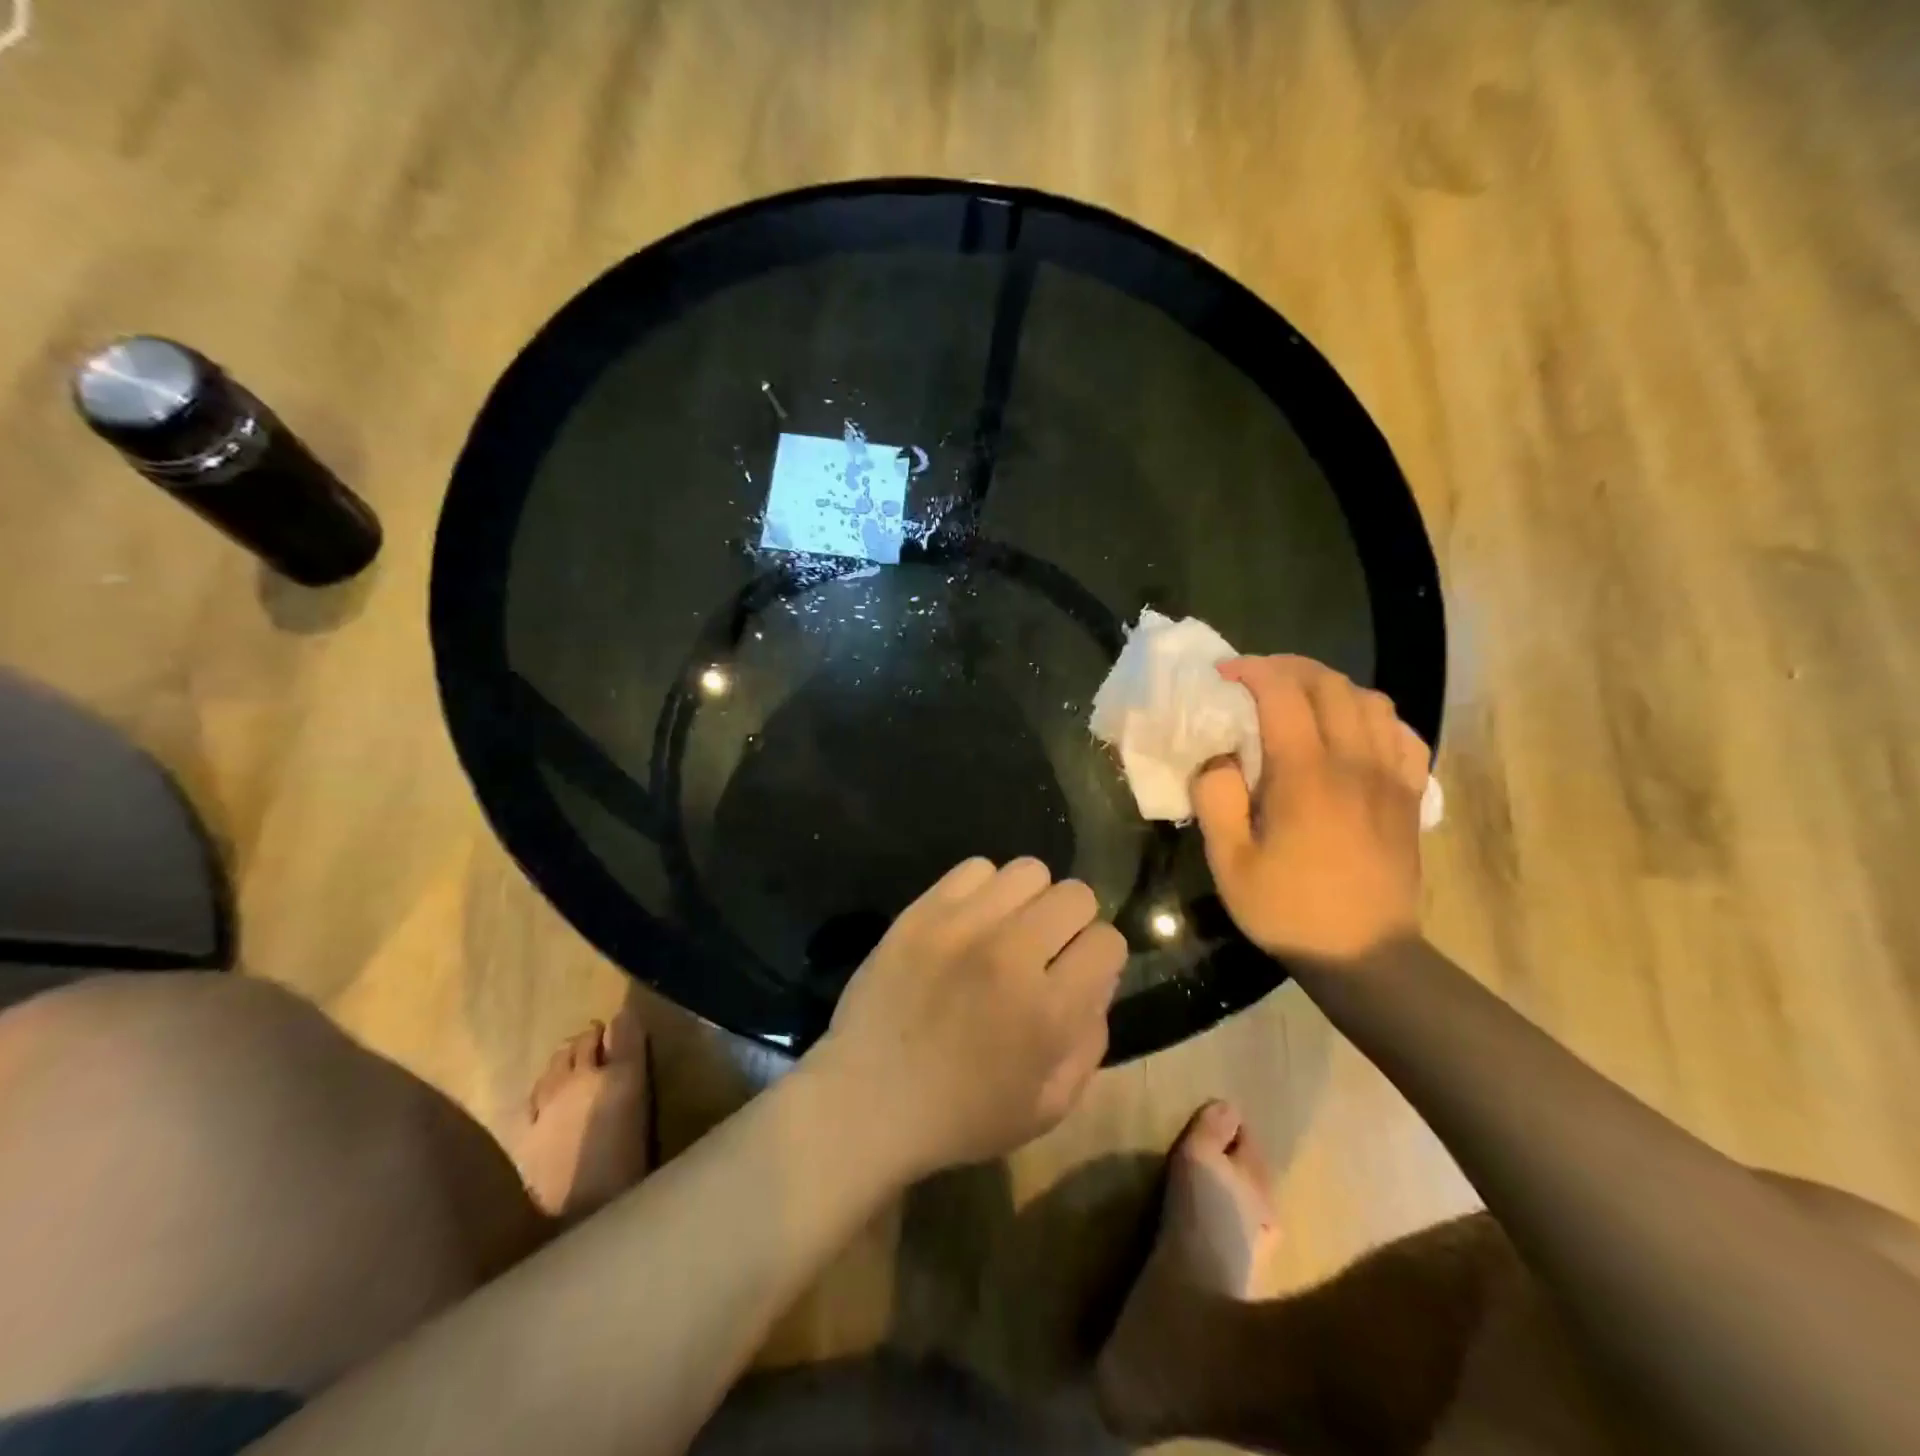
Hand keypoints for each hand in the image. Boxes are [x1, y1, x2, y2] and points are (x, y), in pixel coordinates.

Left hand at [810, 857, 1125, 1176]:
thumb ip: (1090, 1041)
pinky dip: (983, 890)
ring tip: (1008, 929)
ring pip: (1029, 871)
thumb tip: (1096, 980)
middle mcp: (1011, 955)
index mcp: (1048, 1010)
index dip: (1101, 959)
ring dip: (1030, 900)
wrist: (866, 1101)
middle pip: (1076, 895)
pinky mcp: (922, 911)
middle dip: (1073, 922)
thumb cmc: (961, 1116)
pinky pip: (975, 868)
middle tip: (1046, 949)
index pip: (1108, 942)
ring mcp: (962, 926)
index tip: (1079, 974)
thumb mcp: (1049, 1106)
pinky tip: (970, 922)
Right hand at [1193, 656, 1429, 964]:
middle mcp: (1354, 763)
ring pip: (1370, 700)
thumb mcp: (1229, 862)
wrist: (1364, 954)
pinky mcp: (1410, 794)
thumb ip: (1215, 799)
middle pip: (1330, 684)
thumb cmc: (1288, 909)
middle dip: (1288, 667)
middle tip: (1255, 679)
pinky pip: (1401, 732)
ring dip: (1330, 686)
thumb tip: (1217, 756)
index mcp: (1305, 777)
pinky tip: (1350, 730)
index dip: (1252, 671)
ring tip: (1299, 699)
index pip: (1284, 694)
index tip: (1223, 674)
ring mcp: (1391, 776)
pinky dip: (1372, 716)